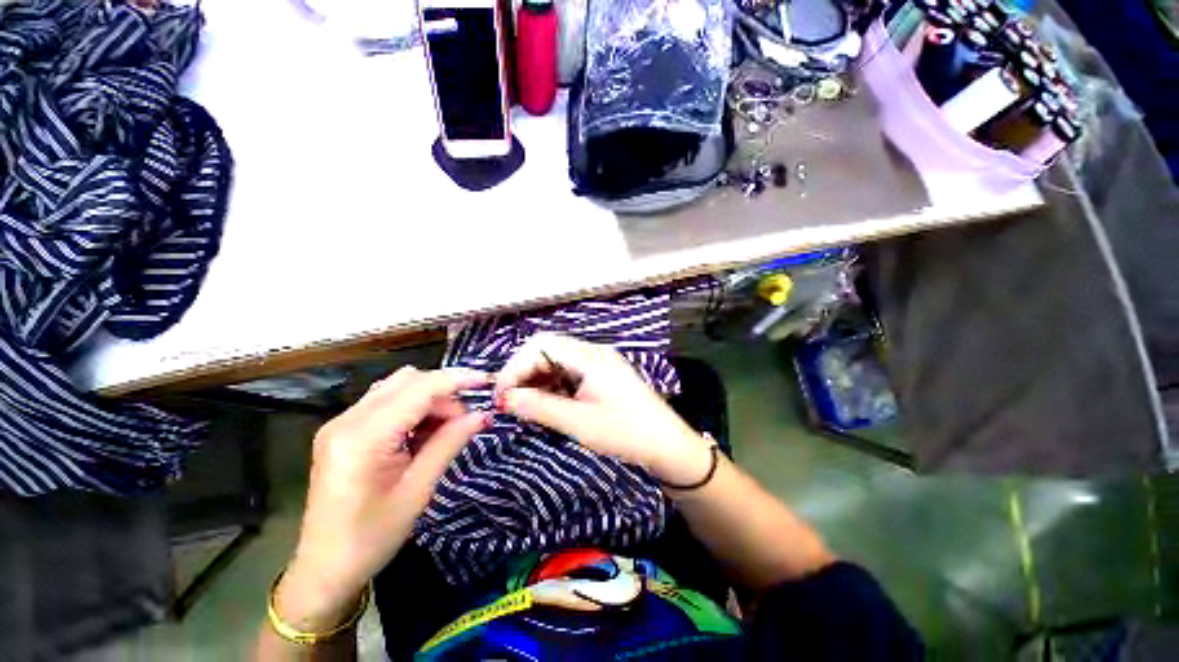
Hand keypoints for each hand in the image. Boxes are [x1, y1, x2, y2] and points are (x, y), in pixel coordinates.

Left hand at [275, 367, 489, 630]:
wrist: (324, 569)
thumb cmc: (371, 538)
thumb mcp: (418, 490)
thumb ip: (449, 443)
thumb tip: (482, 415)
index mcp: (363, 437)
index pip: (419, 389)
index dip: (456, 379)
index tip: (487, 381)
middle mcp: (347, 420)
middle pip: (407, 380)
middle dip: (443, 392)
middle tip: (464, 420)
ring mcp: (341, 423)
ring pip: (397, 387)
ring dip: (429, 398)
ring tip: (445, 428)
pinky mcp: (342, 430)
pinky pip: (386, 402)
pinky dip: (412, 407)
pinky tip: (422, 433)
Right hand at [495, 333, 712, 485]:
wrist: (667, 445)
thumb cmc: (626, 433)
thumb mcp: (579, 423)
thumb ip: (539, 407)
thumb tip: (504, 398)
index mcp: (590, 357)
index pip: (540, 345)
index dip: (515, 366)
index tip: (501, 395)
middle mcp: (593, 353)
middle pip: (547, 349)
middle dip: (523, 372)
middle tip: (509, 401)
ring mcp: (598, 363)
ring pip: (556, 361)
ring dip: (536, 379)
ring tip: (524, 405)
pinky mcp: (600, 376)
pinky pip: (567, 372)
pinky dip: (551, 385)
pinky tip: (546, 403)